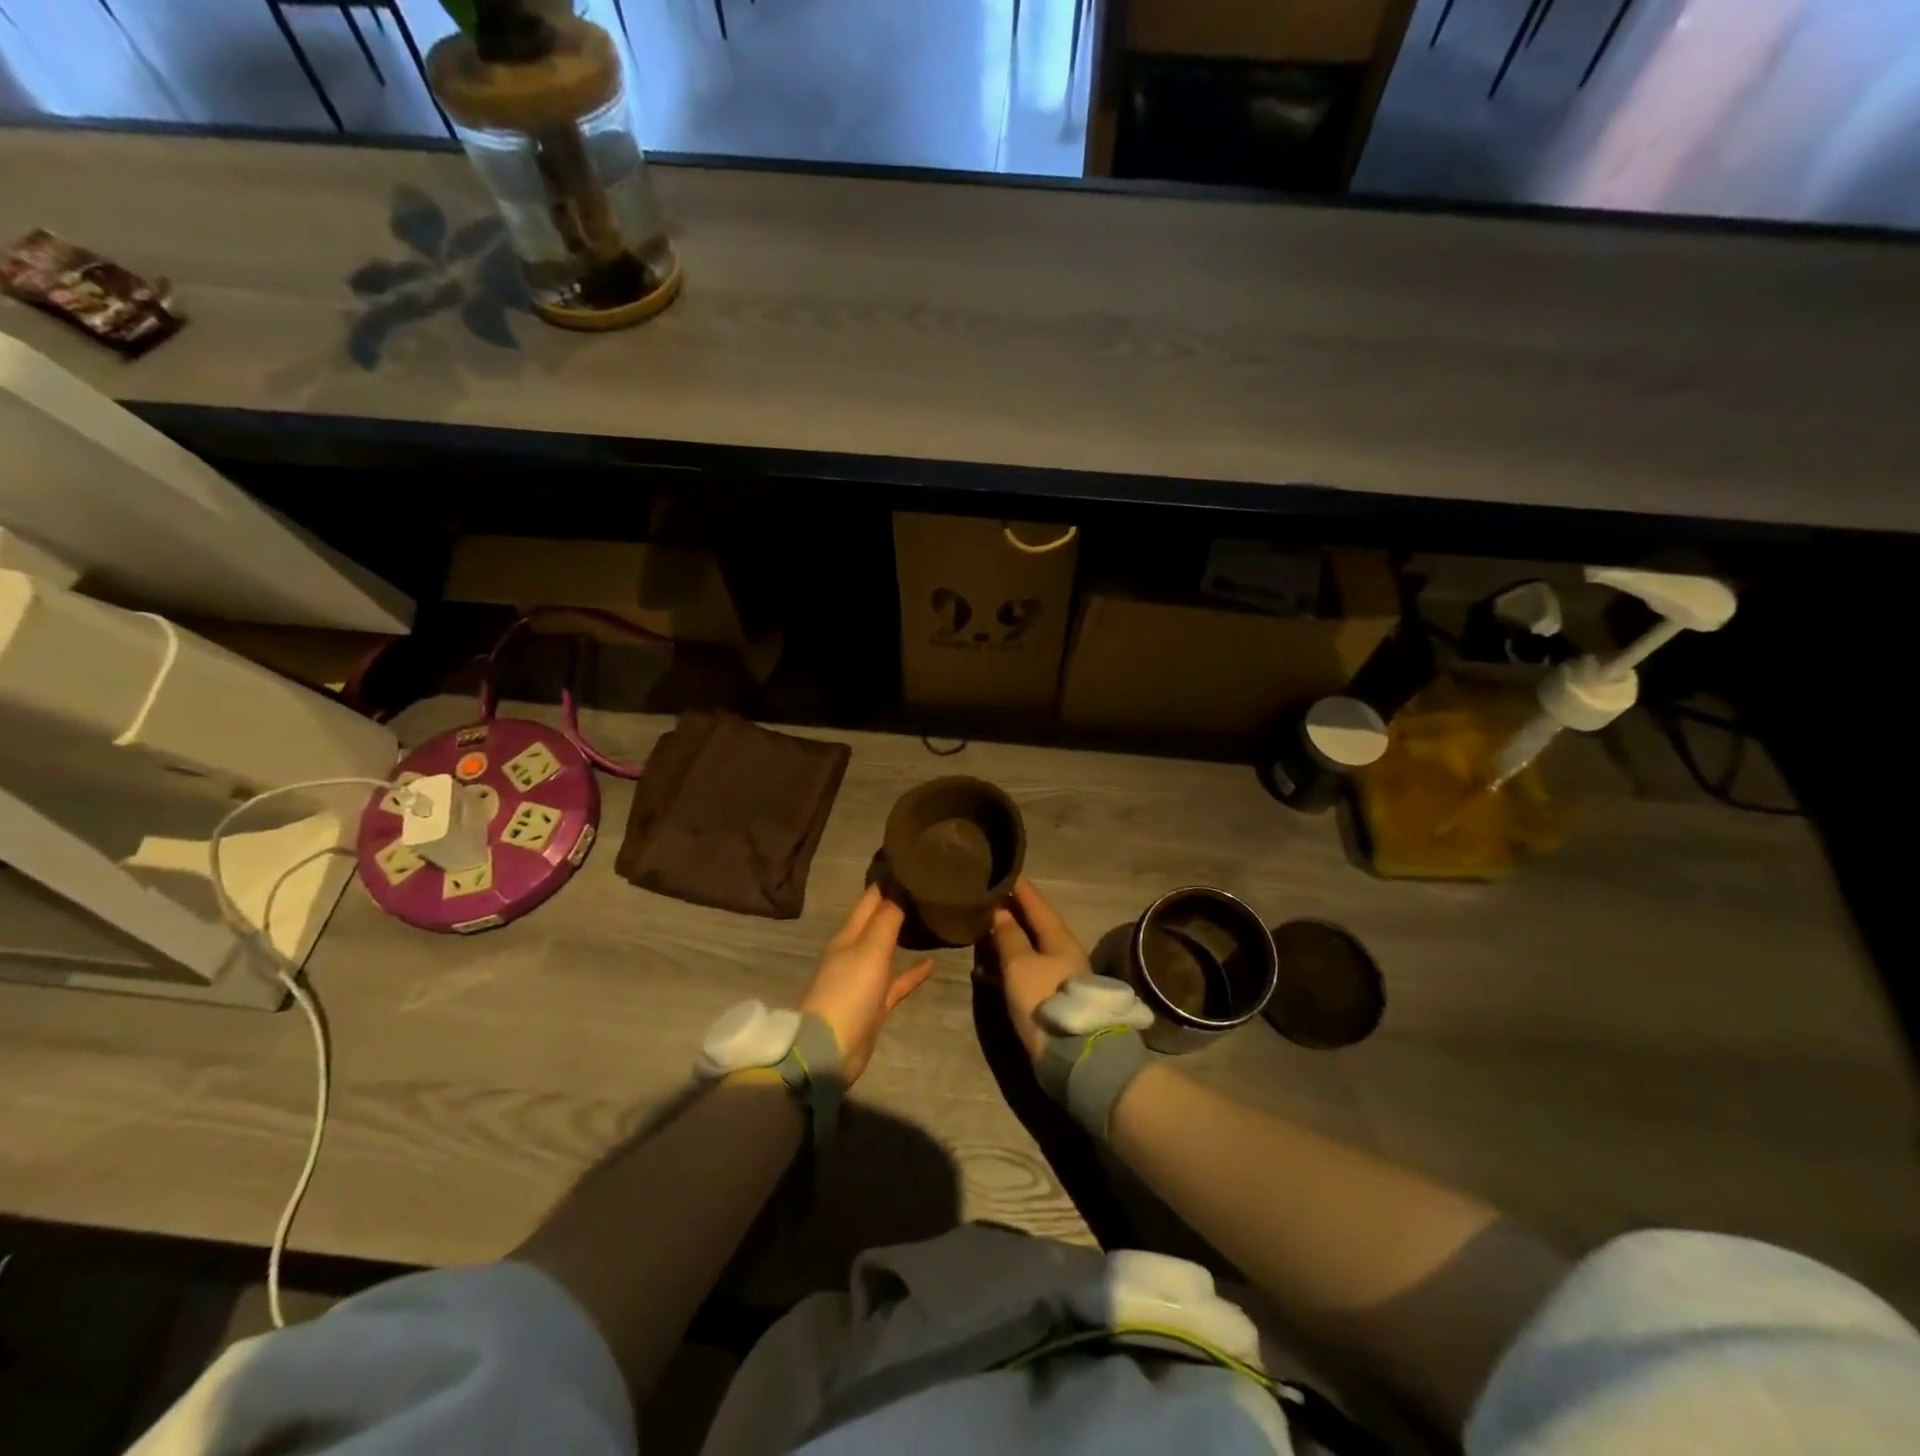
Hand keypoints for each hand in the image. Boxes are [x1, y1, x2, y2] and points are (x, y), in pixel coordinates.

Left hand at [798, 886, 933, 1083]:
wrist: (830, 1049)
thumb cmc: (849, 990)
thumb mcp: (870, 949)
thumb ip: (887, 918)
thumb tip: (901, 885)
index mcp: (849, 935)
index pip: (870, 899)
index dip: (887, 881)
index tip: (910, 863)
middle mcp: (855, 952)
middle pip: (878, 922)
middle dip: (897, 904)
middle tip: (925, 887)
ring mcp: (864, 979)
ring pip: (887, 950)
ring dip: (903, 936)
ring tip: (929, 919)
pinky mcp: (874, 1004)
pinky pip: (896, 981)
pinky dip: (912, 972)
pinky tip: (932, 964)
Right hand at [985, 878, 1091, 1063]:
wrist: (1073, 1054)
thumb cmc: (1045, 999)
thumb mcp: (1020, 965)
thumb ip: (1009, 937)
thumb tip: (1000, 912)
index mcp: (1059, 937)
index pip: (1037, 903)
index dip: (1020, 887)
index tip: (1003, 870)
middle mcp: (1063, 952)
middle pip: (1035, 925)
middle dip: (1012, 911)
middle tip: (987, 898)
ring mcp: (1058, 976)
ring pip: (1029, 948)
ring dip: (1008, 938)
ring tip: (982, 928)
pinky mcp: (1050, 998)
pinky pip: (1025, 970)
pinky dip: (1007, 964)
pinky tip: (987, 967)